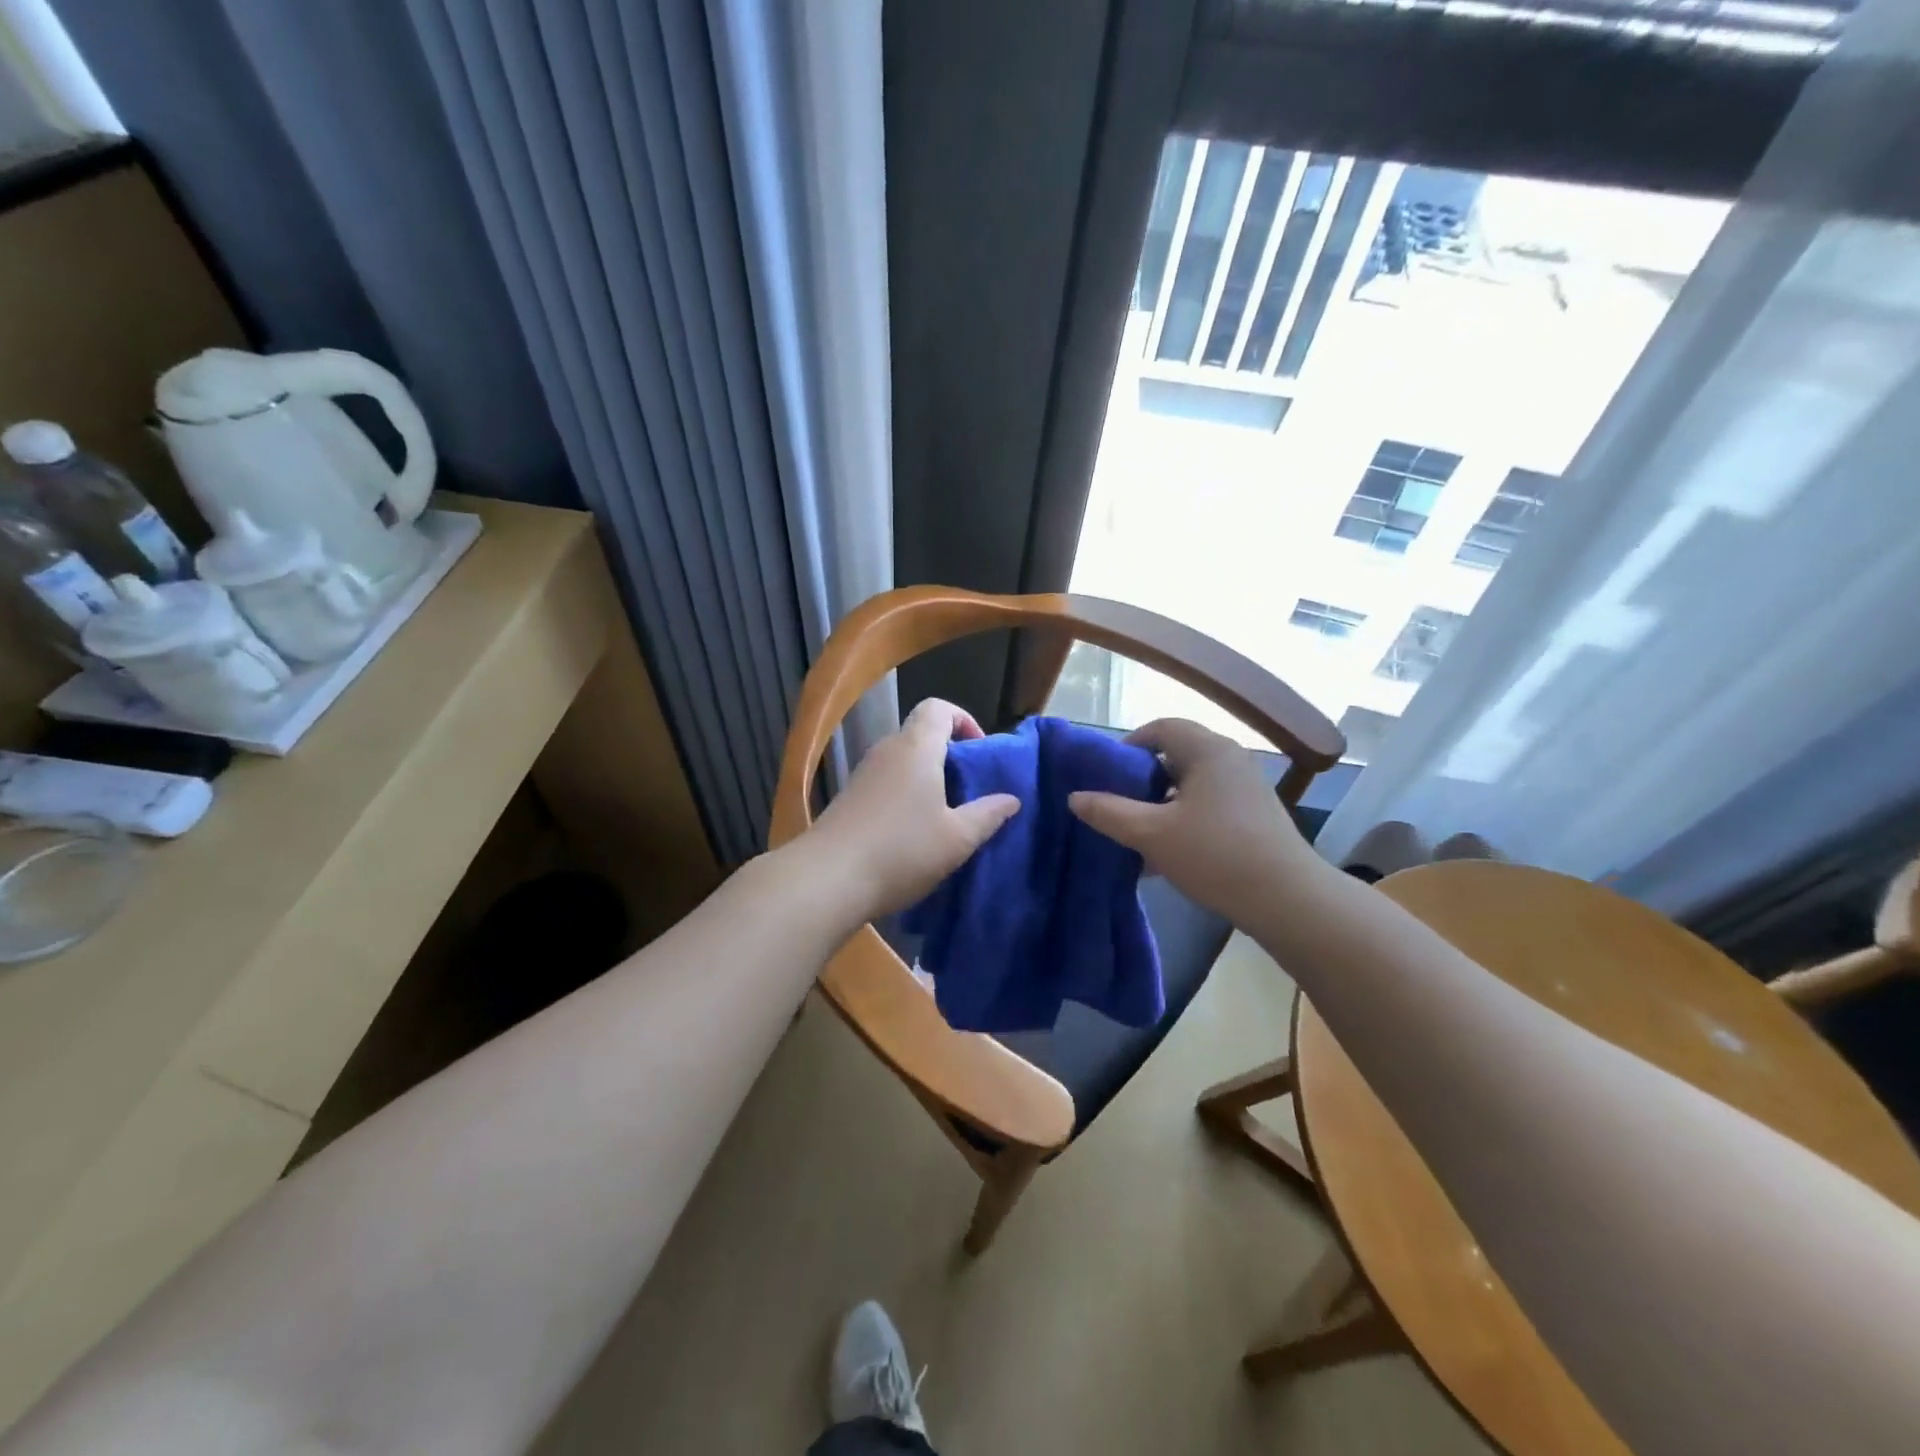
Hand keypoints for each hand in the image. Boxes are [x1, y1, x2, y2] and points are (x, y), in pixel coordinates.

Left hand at [806, 698, 1019, 924]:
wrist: (827, 879)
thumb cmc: (901, 851)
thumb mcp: (957, 839)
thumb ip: (988, 815)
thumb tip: (1011, 799)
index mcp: (916, 748)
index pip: (938, 708)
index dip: (963, 720)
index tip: (979, 751)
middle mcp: (886, 751)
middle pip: (920, 734)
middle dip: (948, 755)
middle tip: (969, 790)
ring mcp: (862, 774)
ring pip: (902, 761)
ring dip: (926, 779)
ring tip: (944, 816)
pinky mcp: (847, 798)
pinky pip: (885, 783)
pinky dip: (903, 795)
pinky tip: (911, 834)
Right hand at [1068, 718, 1318, 926]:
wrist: (1287, 900)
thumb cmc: (1216, 855)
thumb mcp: (1151, 834)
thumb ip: (1109, 813)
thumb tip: (1075, 798)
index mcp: (1208, 750)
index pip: (1160, 728)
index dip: (1128, 746)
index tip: (1106, 775)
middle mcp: (1230, 760)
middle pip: (1175, 755)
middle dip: (1141, 778)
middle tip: (1117, 803)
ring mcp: (1245, 788)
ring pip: (1190, 784)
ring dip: (1161, 803)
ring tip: (1137, 832)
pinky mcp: (1253, 816)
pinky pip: (1207, 805)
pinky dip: (1183, 819)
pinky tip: (1166, 854)